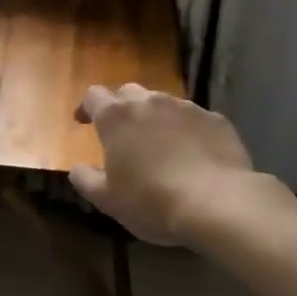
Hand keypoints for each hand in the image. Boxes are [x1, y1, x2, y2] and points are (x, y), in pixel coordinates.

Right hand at [70, 84, 267, 246]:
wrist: (219, 203)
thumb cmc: (151, 200)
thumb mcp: (107, 199)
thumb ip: (85, 179)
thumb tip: (77, 169)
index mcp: (116, 116)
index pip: (93, 96)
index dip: (86, 107)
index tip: (83, 122)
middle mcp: (149, 102)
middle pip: (128, 92)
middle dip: (121, 108)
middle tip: (121, 133)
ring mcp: (186, 107)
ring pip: (163, 103)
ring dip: (155, 117)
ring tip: (158, 143)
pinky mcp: (216, 120)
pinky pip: (194, 118)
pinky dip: (186, 130)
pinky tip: (192, 153)